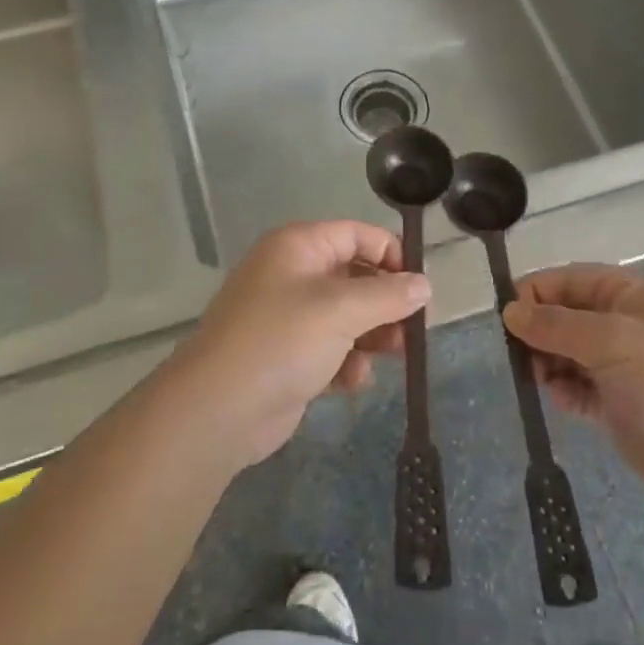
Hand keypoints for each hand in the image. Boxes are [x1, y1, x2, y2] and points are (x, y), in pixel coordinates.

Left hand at [166, 222, 429, 468]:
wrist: (219, 409)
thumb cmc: (282, 341)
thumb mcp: (342, 310)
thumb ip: (388, 295)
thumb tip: (424, 284)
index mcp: (298, 247)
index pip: (356, 235)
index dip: (391, 254)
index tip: (419, 286)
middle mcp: (292, 275)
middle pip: (355, 277)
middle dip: (386, 303)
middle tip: (413, 329)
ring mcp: (287, 317)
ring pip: (346, 317)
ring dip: (372, 336)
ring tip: (395, 356)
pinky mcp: (288, 357)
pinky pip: (330, 350)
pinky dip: (346, 363)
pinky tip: (353, 382)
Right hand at [504, 264, 643, 512]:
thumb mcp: (612, 340)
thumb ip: (557, 324)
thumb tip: (510, 310)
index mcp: (633, 295)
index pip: (572, 280)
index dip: (537, 292)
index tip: (505, 313)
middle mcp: (626, 326)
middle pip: (566, 316)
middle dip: (539, 331)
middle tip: (518, 353)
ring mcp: (623, 367)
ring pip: (567, 353)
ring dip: (547, 362)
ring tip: (540, 378)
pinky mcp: (619, 406)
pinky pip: (578, 389)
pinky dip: (564, 391)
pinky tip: (561, 399)